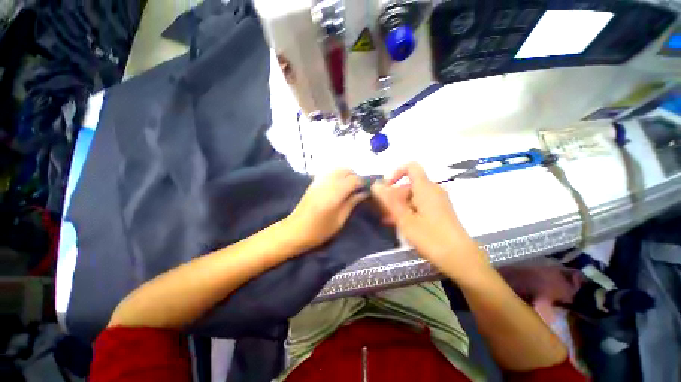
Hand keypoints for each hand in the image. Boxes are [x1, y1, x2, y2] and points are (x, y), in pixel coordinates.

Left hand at [285, 169, 367, 251]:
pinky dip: (337, 175)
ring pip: (337, 169)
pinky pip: (329, 172)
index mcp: (335, 193)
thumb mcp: (340, 220)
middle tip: (359, 188)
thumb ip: (352, 203)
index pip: (354, 179)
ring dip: (346, 174)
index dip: (363, 182)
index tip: (367, 190)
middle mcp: (327, 183)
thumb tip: (363, 193)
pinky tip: (338, 185)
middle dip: (355, 176)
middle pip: (346, 170)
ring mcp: (319, 181)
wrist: (295, 231)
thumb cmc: (319, 230)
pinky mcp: (314, 182)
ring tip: (350, 186)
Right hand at [371, 162, 488, 279]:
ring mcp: (437, 201)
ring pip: (413, 195)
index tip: (386, 187)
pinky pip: (420, 204)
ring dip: (399, 204)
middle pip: (409, 184)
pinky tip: (399, 223)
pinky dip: (408, 209)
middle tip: (383, 210)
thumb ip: (388, 200)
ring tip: (388, 219)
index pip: (411, 167)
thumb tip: (375, 185)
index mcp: (425, 188)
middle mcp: (433, 190)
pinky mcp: (440, 211)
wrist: (460, 258)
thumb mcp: (405, 219)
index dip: (396, 173)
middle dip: (394, 194)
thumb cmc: (430, 237)